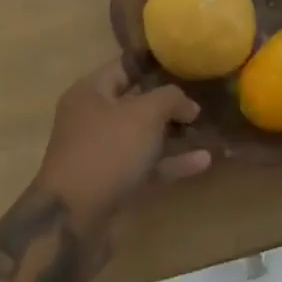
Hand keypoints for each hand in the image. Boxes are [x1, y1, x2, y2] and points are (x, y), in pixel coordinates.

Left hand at [34, 62, 211, 238]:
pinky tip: (203, 161)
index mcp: (91, 92)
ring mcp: (102, 154)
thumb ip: (171, 98)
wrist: (74, 220)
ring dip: (174, 134)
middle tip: (202, 96)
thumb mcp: (145, 113)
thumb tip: (189, 105)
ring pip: (143, 137)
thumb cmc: (107, 150)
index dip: (154, 63)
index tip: (184, 60)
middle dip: (168, 102)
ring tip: (206, 129)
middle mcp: (93, 119)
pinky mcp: (113, 185)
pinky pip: (146, 166)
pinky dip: (171, 162)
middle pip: (136, 102)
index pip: (125, 66)